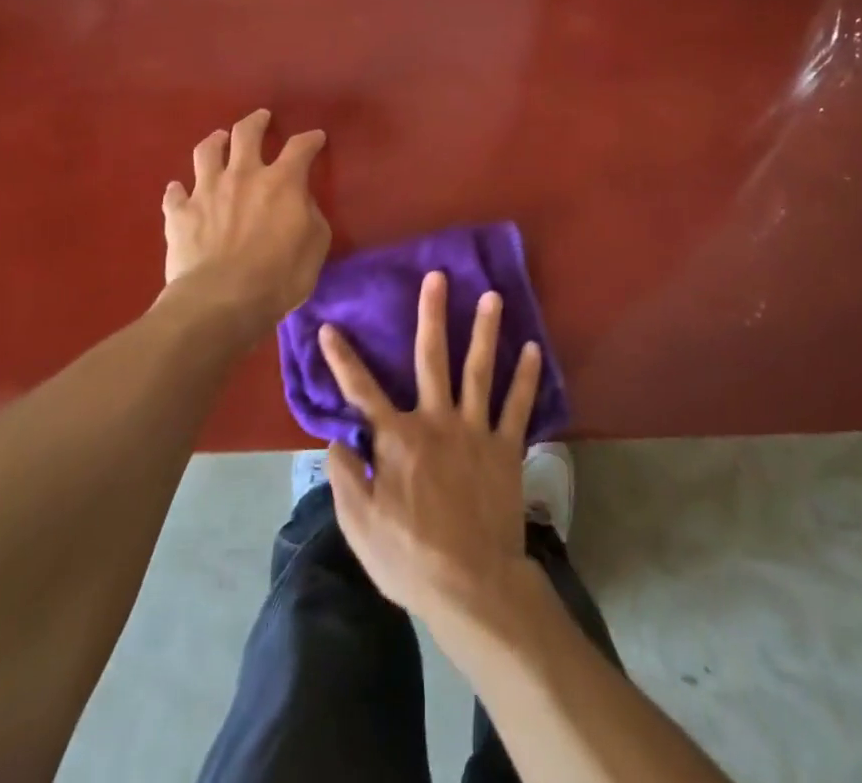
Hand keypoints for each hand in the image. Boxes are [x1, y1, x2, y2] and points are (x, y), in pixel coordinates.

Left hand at [162, 110, 329, 336]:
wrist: (220, 301)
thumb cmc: (278, 277)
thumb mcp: (315, 246)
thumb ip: (310, 215)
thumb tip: (300, 202)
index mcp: (281, 182)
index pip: (300, 148)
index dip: (310, 139)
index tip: (316, 137)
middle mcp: (242, 175)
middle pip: (247, 134)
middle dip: (256, 121)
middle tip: (262, 117)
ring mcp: (206, 191)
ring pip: (207, 152)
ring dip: (215, 141)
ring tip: (219, 139)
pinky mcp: (179, 214)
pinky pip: (174, 194)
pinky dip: (178, 190)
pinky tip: (179, 190)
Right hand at [320, 270, 544, 627]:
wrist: (471, 584)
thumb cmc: (408, 557)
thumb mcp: (359, 524)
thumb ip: (344, 475)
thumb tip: (338, 438)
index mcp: (397, 438)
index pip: (361, 390)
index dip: (341, 359)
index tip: (328, 327)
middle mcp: (436, 421)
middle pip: (432, 358)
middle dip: (432, 315)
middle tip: (437, 277)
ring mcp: (474, 430)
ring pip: (479, 370)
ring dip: (486, 331)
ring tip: (493, 295)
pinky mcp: (505, 448)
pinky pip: (518, 406)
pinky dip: (526, 378)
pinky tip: (533, 349)